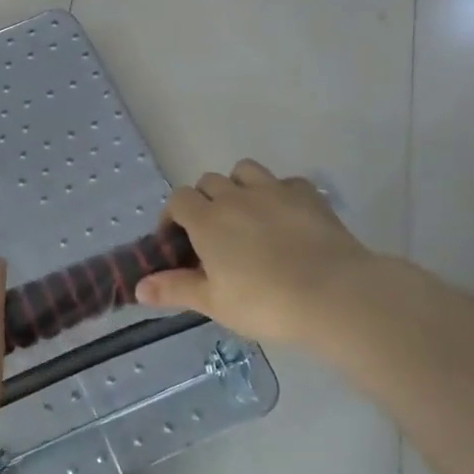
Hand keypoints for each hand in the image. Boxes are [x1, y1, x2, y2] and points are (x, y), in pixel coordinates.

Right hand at [137, 160, 380, 349]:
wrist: (334, 294)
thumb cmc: (265, 302)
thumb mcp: (214, 302)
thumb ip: (175, 289)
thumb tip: (138, 287)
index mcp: (207, 220)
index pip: (179, 200)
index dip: (174, 217)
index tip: (179, 242)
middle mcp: (235, 196)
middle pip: (208, 182)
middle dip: (205, 201)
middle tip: (214, 235)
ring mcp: (274, 190)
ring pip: (244, 171)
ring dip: (238, 186)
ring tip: (247, 216)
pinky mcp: (308, 195)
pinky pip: (284, 182)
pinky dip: (278, 193)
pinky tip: (286, 217)